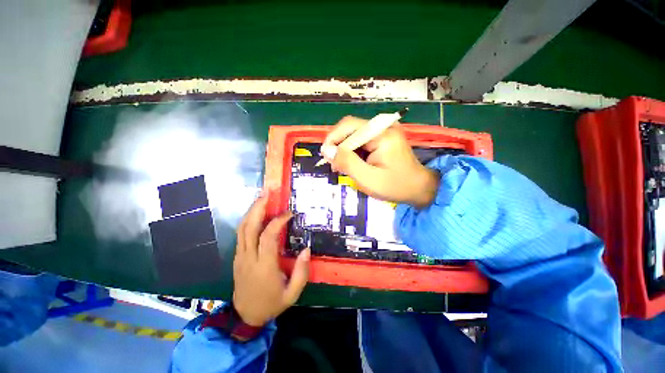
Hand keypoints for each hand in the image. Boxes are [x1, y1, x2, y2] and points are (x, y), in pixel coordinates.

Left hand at [232, 195, 310, 326]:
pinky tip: (256, 212)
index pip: (268, 237)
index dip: (278, 221)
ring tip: (261, 198)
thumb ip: (301, 272)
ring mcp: (240, 257)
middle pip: (249, 227)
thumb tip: (307, 249)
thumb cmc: (271, 304)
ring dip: (251, 211)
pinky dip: (248, 220)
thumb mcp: (292, 294)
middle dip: (258, 207)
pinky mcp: (237, 257)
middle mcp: (249, 258)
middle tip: (267, 193)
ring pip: (242, 229)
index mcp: (264, 267)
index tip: (289, 213)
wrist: (245, 317)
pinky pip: (240, 234)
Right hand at [321, 116, 439, 207]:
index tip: (326, 158)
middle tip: (334, 165)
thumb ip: (347, 163)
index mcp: (382, 134)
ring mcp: (384, 131)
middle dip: (338, 146)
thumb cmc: (395, 186)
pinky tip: (353, 163)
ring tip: (342, 167)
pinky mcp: (384, 137)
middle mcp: (383, 127)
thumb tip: (327, 150)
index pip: (348, 127)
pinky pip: (361, 140)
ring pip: (354, 135)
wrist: (419, 188)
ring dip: (345, 150)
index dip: (332, 140)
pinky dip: (353, 151)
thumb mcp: (368, 179)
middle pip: (350, 129)